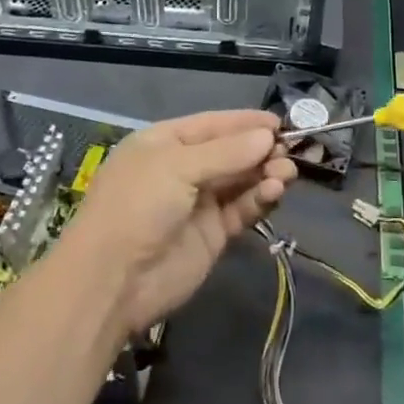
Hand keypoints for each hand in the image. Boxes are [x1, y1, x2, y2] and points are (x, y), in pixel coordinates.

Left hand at [68, 110, 295, 334]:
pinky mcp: (212, 235)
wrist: (113, 281)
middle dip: (260, 149)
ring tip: (286, 173)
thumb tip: (267, 136)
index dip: (245, 122)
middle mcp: (183, 168)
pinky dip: (259, 199)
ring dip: (265, 173)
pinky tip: (274, 192)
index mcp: (165, 143)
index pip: (212, 125)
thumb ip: (226, 152)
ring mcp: (198, 203)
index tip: (279, 122)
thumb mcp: (177, 166)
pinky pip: (241, 209)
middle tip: (290, 150)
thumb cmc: (138, 205)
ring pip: (240, 180)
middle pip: (231, 152)